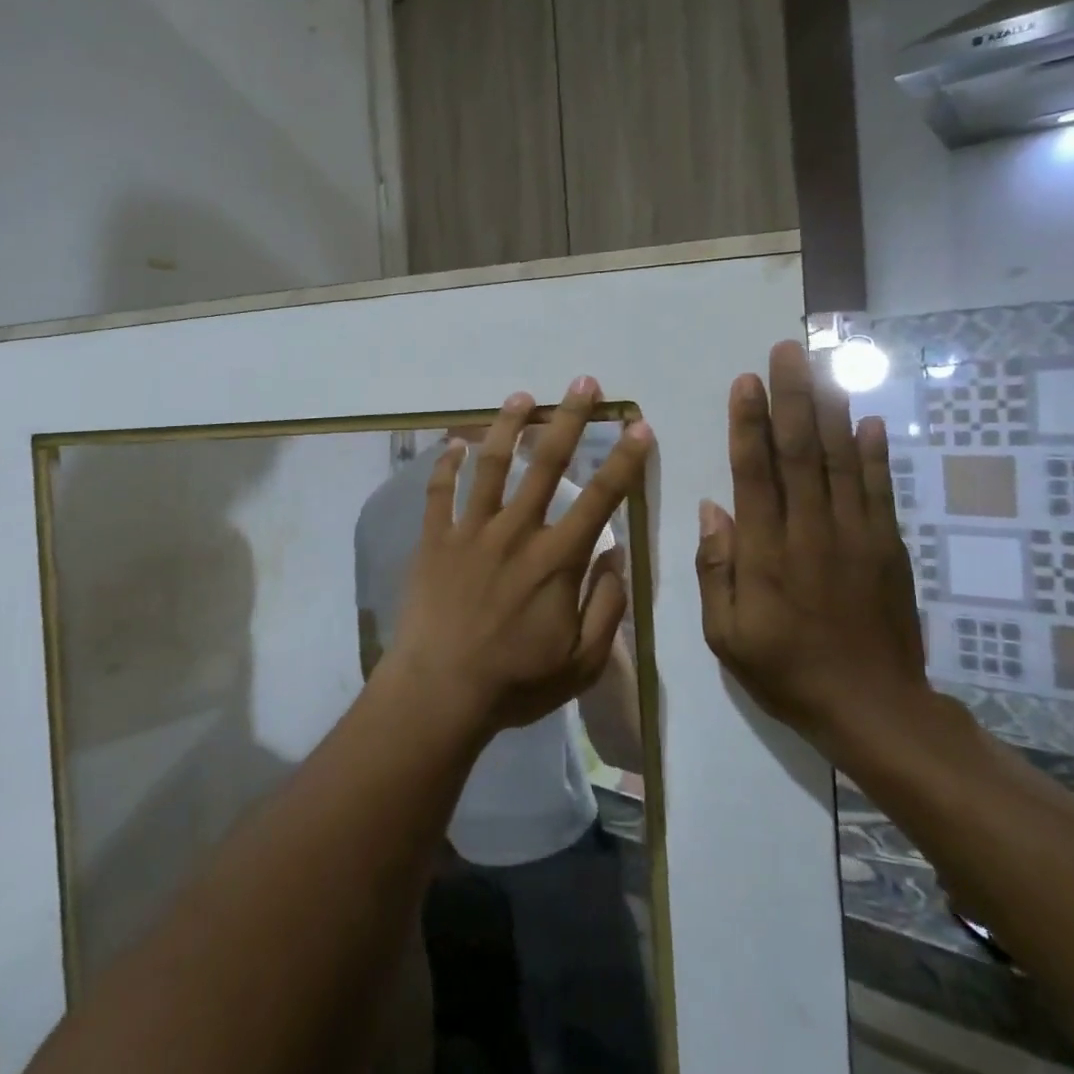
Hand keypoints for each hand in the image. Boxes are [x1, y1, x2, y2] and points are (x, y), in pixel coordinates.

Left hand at [391, 377, 650, 736]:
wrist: (440, 691)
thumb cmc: (515, 682)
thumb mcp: (581, 662)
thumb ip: (606, 607)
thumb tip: (616, 556)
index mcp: (556, 559)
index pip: (601, 499)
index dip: (624, 461)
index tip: (638, 426)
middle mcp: (516, 532)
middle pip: (546, 464)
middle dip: (568, 419)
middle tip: (583, 383)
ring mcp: (470, 531)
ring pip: (491, 465)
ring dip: (507, 426)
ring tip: (521, 396)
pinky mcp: (434, 540)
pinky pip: (438, 492)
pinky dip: (445, 464)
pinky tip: (453, 443)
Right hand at [696, 341, 931, 751]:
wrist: (874, 708)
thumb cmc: (786, 670)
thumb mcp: (726, 634)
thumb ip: (716, 570)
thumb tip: (714, 509)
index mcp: (767, 552)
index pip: (755, 473)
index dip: (749, 423)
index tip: (747, 381)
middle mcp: (812, 531)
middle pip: (800, 451)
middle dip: (792, 396)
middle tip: (787, 350)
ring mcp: (856, 535)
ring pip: (842, 459)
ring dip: (830, 409)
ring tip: (822, 366)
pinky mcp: (887, 546)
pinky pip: (879, 489)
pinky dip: (874, 452)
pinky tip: (867, 419)